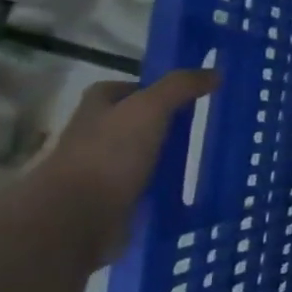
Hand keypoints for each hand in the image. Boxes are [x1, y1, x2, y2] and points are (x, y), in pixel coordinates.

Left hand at [34, 69, 219, 256]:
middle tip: (203, 126)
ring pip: (142, 155)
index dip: (156, 89)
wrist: (76, 218)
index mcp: (97, 106)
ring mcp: (102, 169)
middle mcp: (95, 133)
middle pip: (136, 121)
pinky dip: (163, 186)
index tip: (190, 96)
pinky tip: (188, 188)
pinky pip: (145, 186)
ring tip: (204, 158)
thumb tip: (215, 73)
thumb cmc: (109, 154)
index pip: (129, 88)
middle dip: (164, 124)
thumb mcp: (150, 108)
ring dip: (166, 157)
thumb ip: (180, 87)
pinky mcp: (111, 200)